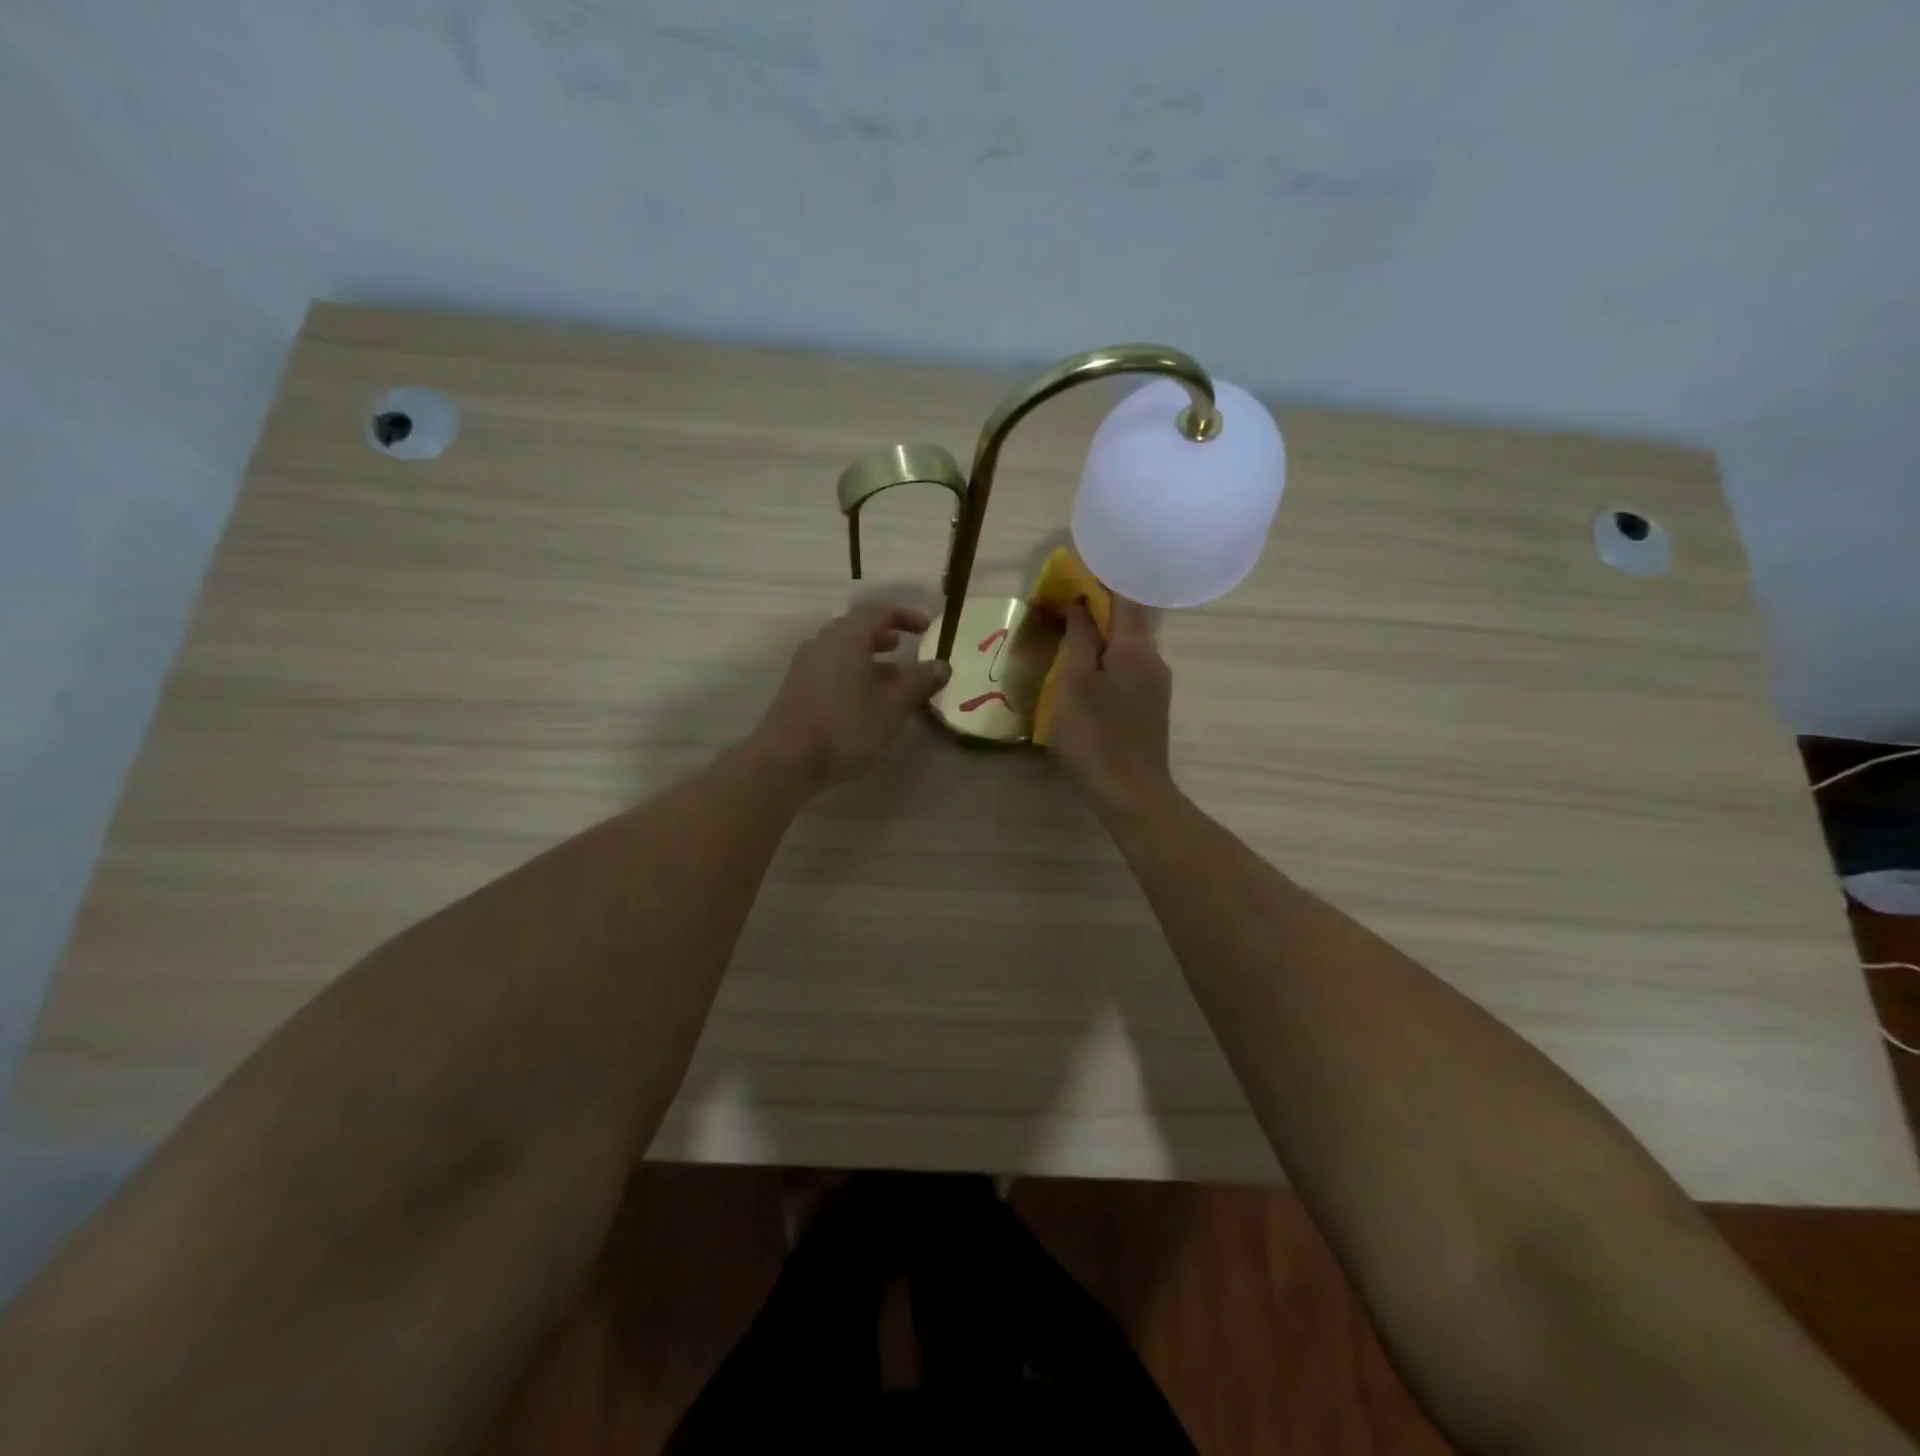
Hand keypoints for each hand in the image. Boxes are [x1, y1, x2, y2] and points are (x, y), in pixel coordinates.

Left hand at [751, 602, 950, 791]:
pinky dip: (854, 672)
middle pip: (857, 628)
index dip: (905, 616)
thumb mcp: (893, 705)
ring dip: (870, 657)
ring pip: (843, 650)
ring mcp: (806, 665)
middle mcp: (824, 642)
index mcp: (847, 637)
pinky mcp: (797, 687)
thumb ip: (919, 682)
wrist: (786, 759)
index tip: (927, 627)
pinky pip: (832, 668)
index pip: (879, 612)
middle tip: (907, 646)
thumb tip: (942, 665)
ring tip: (893, 675)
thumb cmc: (846, 726)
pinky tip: (866, 699)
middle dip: (885, 635)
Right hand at [1048, 595, 1174, 815]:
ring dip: (1100, 635)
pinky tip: (1085, 672)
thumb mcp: (1076, 683)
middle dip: (1097, 608)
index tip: (1072, 574)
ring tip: (1068, 634)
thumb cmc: (1096, 735)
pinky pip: (1127, 668)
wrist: (1131, 793)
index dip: (1100, 581)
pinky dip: (1105, 659)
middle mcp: (1153, 659)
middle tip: (1062, 604)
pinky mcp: (1149, 707)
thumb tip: (1081, 604)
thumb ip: (1080, 640)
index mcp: (1135, 647)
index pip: (1123, 597)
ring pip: (1127, 646)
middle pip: (1127, 620)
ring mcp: (1155, 685)